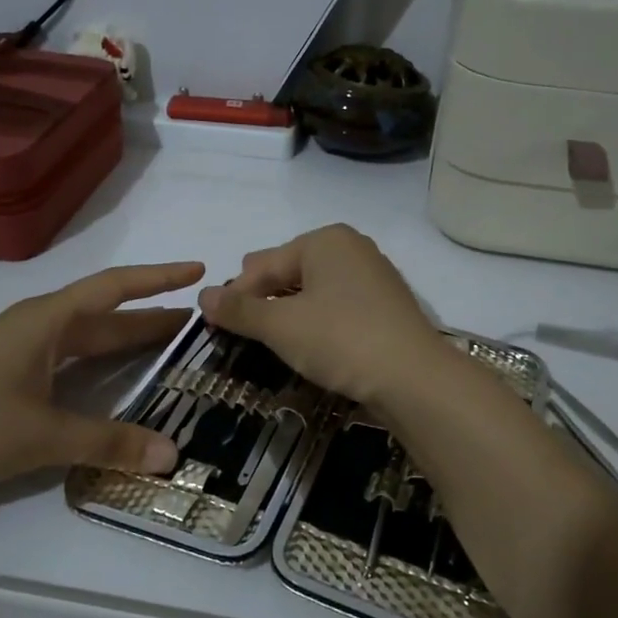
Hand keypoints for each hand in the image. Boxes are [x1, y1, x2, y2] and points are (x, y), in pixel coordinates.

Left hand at [0, 262, 202, 523]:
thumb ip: (108, 443)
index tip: (199, 269)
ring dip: (126, 341)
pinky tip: (113, 383)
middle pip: (104, 314)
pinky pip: (67, 363)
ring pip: (85, 340)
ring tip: (171, 347)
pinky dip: (100, 367)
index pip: (113, 288)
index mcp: (43, 321)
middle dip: (151, 314)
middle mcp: (33, 328)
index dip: (158, 278)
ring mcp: (15, 354)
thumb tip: (173, 456)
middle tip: (201, 320)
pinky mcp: (4, 381)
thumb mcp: (39, 437)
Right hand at [197, 225, 445, 404]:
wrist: (414, 377)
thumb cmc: (341, 339)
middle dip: (263, 295)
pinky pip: (337, 304)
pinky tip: (308, 340)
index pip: (265, 264)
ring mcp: (373, 276)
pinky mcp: (386, 306)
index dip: (236, 293)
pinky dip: (316, 318)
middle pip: (290, 269)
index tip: (213, 321)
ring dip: (288, 309)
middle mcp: (351, 248)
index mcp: (325, 240)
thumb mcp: (281, 326)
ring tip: (268, 334)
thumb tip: (203, 294)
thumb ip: (240, 310)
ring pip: (315, 288)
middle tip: (239, 323)